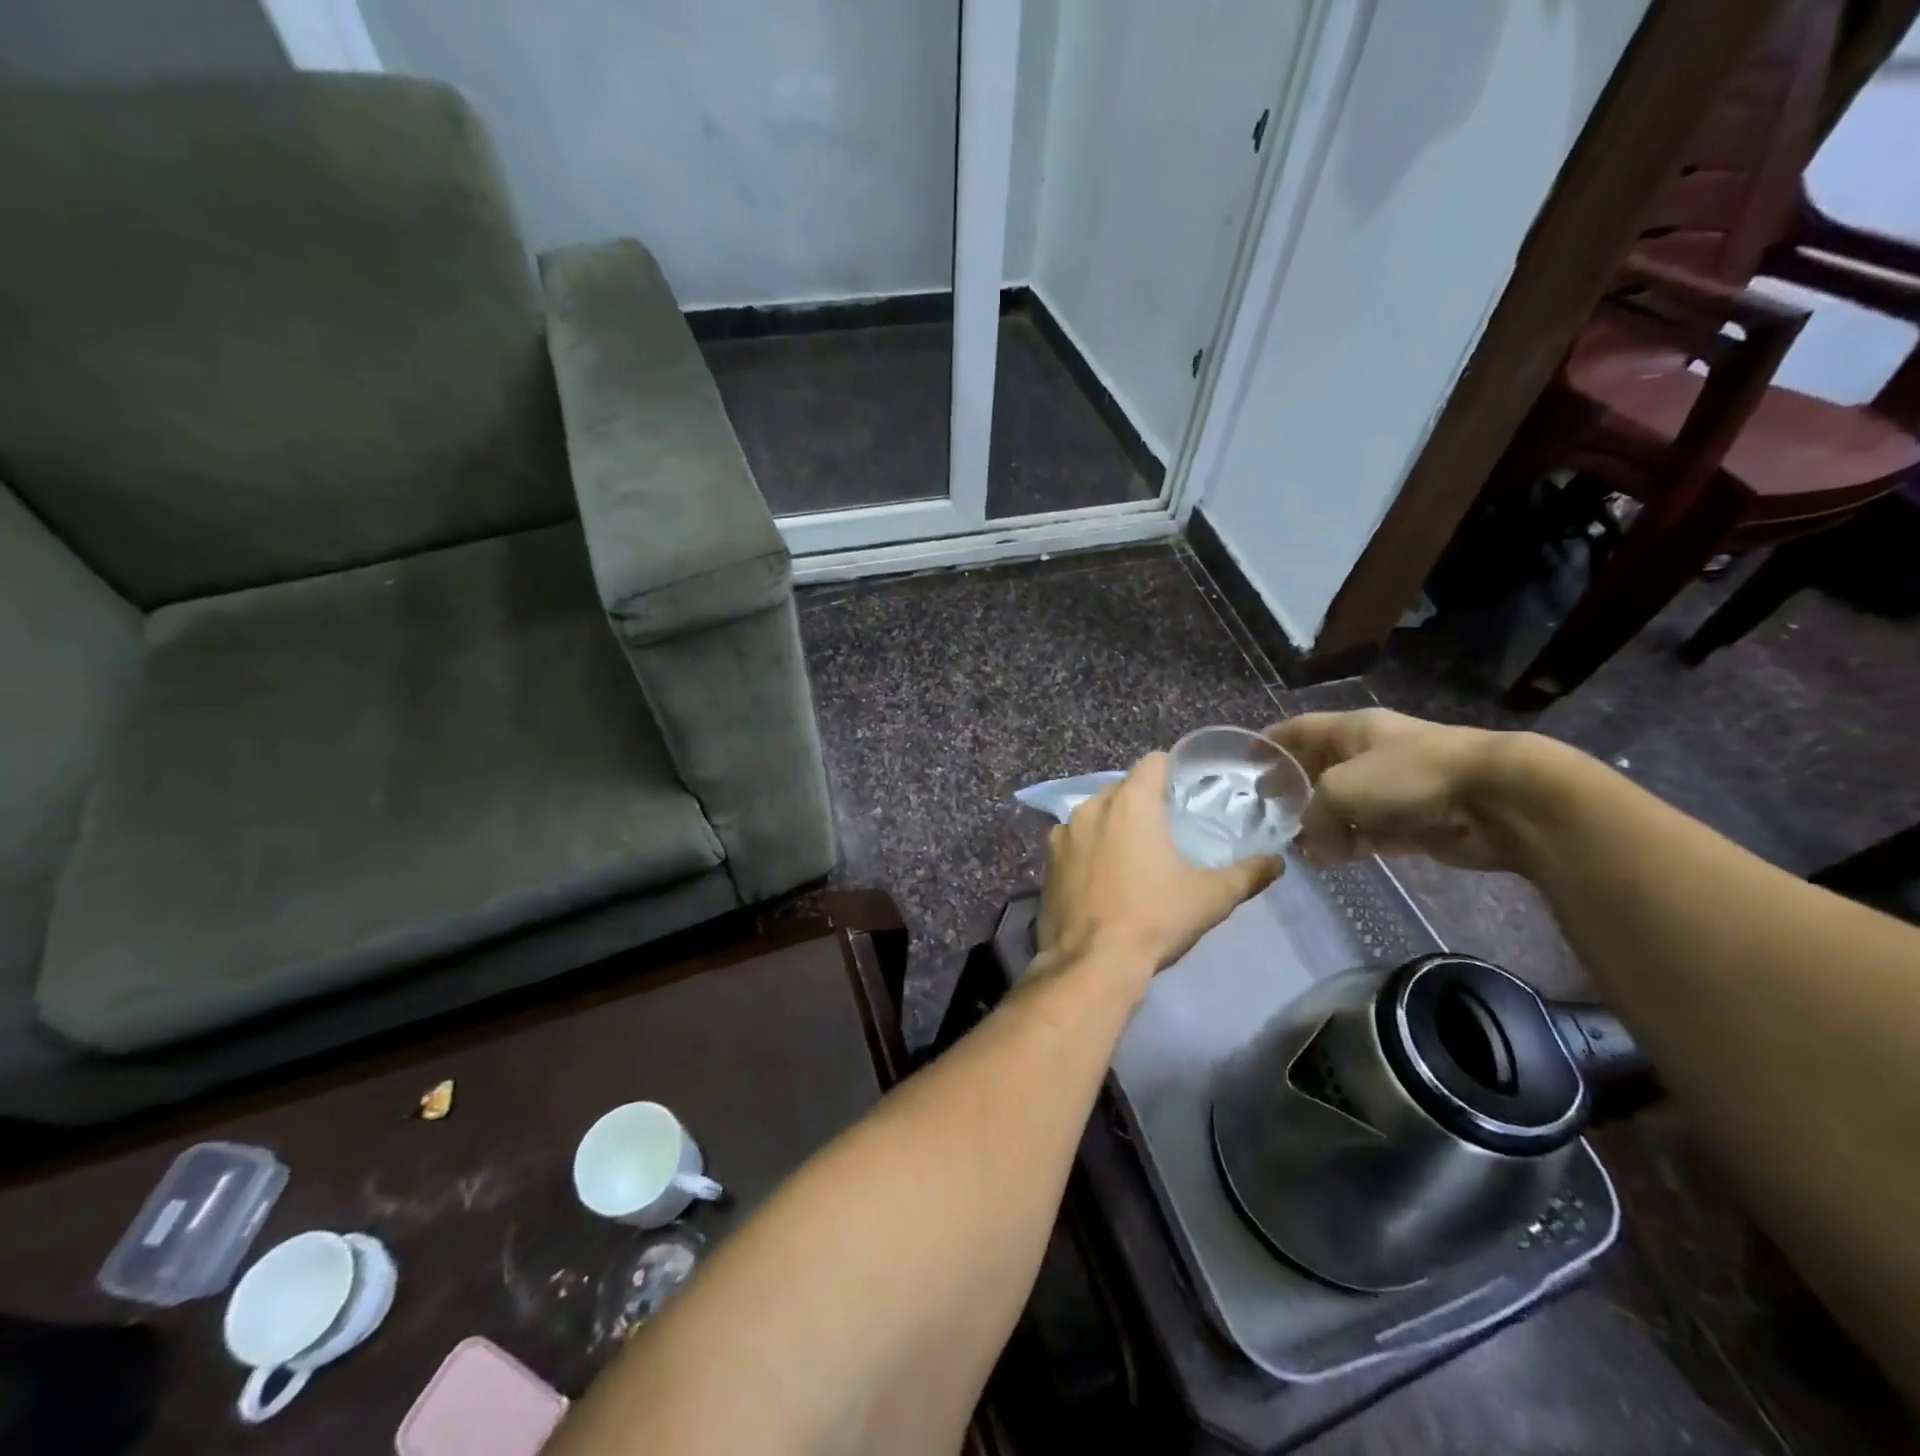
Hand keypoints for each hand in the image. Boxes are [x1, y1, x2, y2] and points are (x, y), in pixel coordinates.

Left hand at [1039, 752, 1281, 976]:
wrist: (1092, 963)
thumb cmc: (1155, 918)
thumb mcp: (1211, 897)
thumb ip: (1248, 873)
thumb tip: (1277, 862)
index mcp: (1130, 803)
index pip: (1153, 763)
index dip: (1172, 771)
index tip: (1186, 791)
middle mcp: (1092, 807)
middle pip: (1123, 788)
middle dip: (1143, 801)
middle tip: (1166, 829)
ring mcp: (1062, 833)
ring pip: (1095, 813)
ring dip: (1113, 824)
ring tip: (1133, 855)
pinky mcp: (1047, 860)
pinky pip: (1073, 840)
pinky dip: (1088, 848)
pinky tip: (1102, 877)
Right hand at [1265, 709, 1530, 871]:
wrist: (1497, 798)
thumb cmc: (1409, 776)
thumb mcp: (1340, 789)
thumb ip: (1312, 815)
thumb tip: (1312, 843)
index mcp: (1352, 730)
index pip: (1299, 730)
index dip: (1271, 742)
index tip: (1246, 760)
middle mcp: (1370, 755)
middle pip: (1320, 769)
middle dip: (1294, 789)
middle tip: (1267, 811)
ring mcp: (1395, 789)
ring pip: (1345, 806)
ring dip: (1322, 825)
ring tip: (1297, 847)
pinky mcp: (1417, 822)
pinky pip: (1372, 832)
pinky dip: (1352, 843)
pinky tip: (1334, 859)